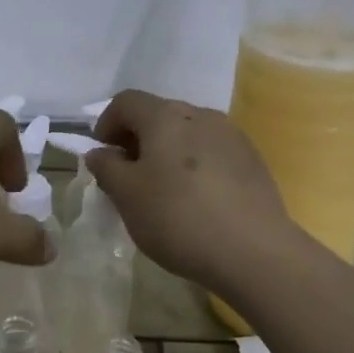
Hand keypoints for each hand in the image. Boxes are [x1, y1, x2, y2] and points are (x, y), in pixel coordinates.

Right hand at [88, 90, 292, 289]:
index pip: (126, 101)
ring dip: (167, 152)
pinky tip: (196, 200)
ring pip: (188, 134)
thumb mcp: (127, 196)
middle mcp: (201, 115)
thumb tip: (100, 153)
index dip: (106, 123)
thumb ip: (107, 168)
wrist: (253, 251)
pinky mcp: (253, 161)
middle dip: (137, 138)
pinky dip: (194, 166)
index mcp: (166, 116)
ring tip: (162, 190)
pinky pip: (212, 153)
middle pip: (159, 114)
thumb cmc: (178, 218)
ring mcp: (232, 136)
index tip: (101, 155)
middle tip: (127, 175)